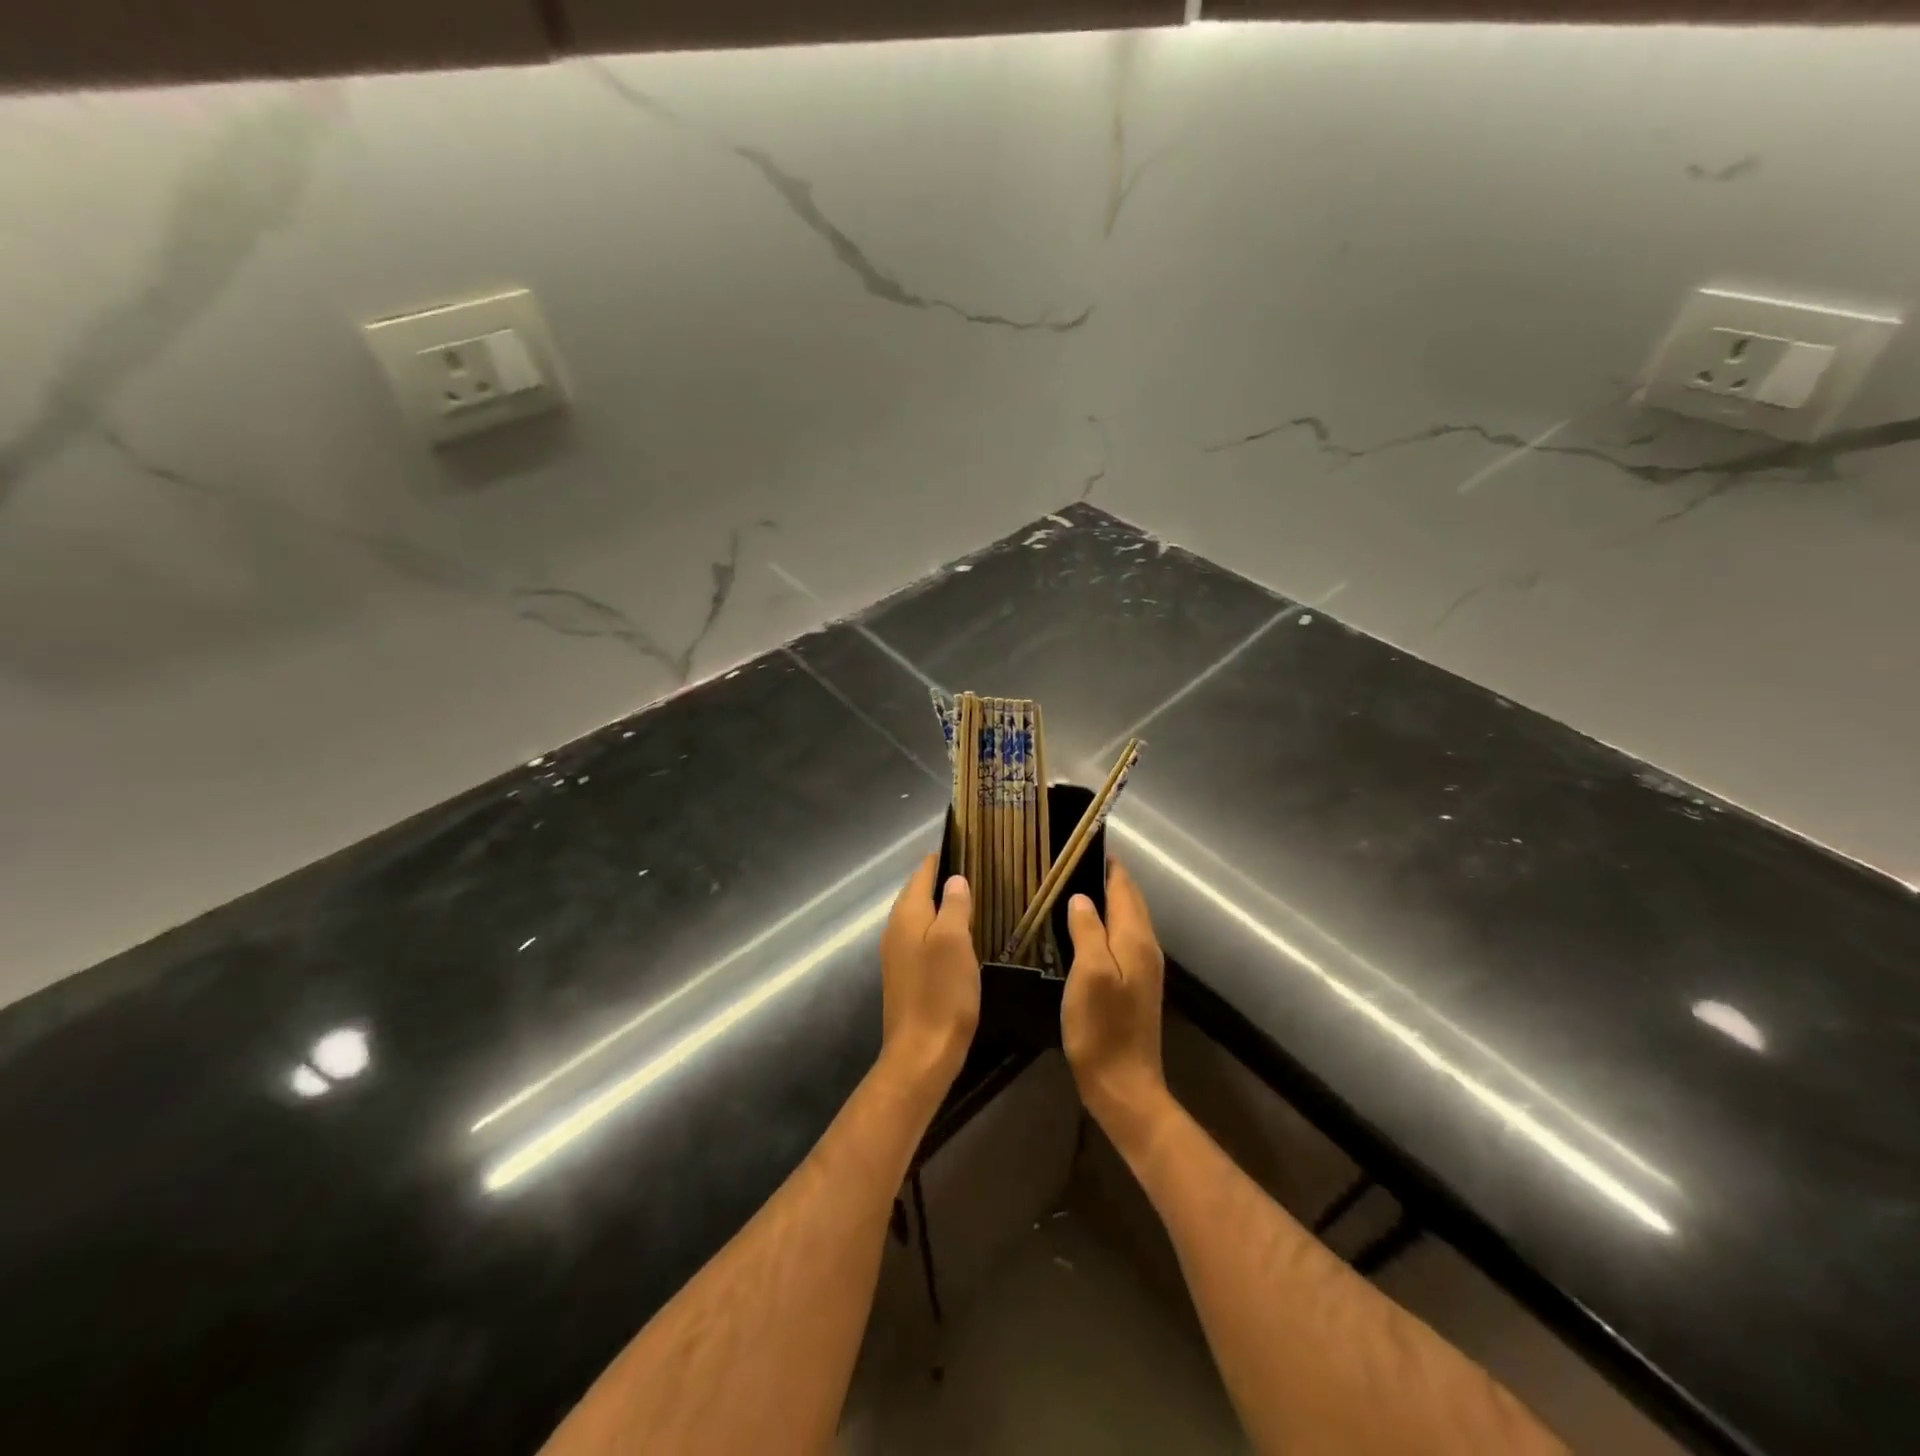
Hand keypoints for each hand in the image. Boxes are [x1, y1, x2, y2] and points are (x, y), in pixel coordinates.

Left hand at [878, 855, 980, 1104]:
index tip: (963, 842)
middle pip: (917, 893)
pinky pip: (921, 937)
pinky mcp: (905, 975)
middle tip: (973, 867)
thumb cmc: (942, 993)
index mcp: (907, 916)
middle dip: (940, 878)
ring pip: (919, 916)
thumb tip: (955, 879)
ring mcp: (897, 954)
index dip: (940, 858)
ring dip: (939, 904)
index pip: (922, 874)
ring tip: (970, 896)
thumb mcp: (955, 942)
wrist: (921, 1053)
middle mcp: (896, 929)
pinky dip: (938, 927)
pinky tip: (957, 935)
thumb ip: (955, 906)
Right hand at [1062, 858, 1168, 1134]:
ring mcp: (1144, 969)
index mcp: (1136, 940)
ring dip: (1110, 900)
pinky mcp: (1135, 986)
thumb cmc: (1101, 1029)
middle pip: (1131, 902)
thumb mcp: (1088, 974)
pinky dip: (1109, 923)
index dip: (1109, 865)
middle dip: (1110, 878)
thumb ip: (1087, 931)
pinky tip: (1088, 927)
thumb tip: (1081, 897)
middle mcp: (1146, 948)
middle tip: (1077, 860)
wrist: (1124, 1085)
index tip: (1086, 843)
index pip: (1125, 889)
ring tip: (1079, 885)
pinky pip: (1123, 940)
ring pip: (1128, 920)